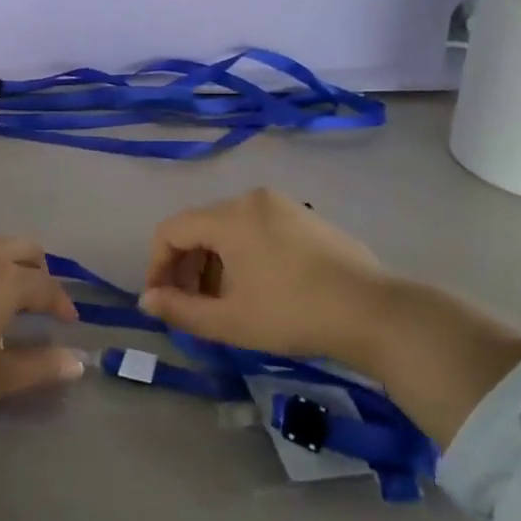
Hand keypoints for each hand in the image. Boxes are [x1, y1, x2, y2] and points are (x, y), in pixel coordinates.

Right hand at [140, 189, 396, 365]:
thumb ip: (180, 310)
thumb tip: (147, 300)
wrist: (373, 312)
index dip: (156, 266)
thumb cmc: (292, 314)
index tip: (161, 301)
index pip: (171, 230)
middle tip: (190, 307)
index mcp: (230, 216)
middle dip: (186, 267)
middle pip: (200, 227)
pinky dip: (243, 255)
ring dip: (214, 264)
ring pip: (229, 229)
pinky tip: (257, 289)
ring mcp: (283, 205)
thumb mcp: (229, 321)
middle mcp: (252, 199)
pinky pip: (258, 229)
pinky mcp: (307, 218)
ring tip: (224, 303)